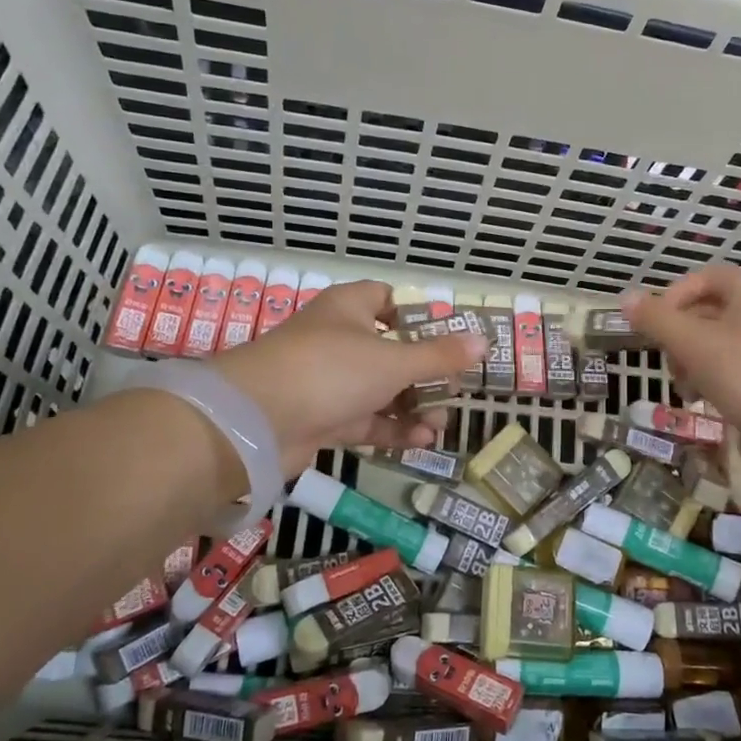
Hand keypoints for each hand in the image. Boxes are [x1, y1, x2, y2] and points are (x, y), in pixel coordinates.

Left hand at [212, 280, 485, 476]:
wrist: (257, 421)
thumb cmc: (331, 370)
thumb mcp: (394, 360)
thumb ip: (440, 356)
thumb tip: (483, 340)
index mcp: (349, 309)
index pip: (386, 299)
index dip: (416, 315)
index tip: (447, 338)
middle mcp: (338, 340)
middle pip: (390, 350)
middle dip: (424, 374)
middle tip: (452, 392)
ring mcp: (328, 381)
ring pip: (380, 390)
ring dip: (412, 407)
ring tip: (439, 426)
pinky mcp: (322, 417)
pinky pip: (365, 419)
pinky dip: (392, 429)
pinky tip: (421, 441)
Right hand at [623, 264, 740, 484]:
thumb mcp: (692, 342)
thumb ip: (657, 320)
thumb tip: (625, 298)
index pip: (709, 278)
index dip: (678, 292)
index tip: (655, 319)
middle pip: (708, 313)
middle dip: (679, 334)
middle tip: (665, 356)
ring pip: (715, 347)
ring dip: (689, 362)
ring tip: (682, 385)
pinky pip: (728, 374)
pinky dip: (708, 383)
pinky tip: (699, 401)